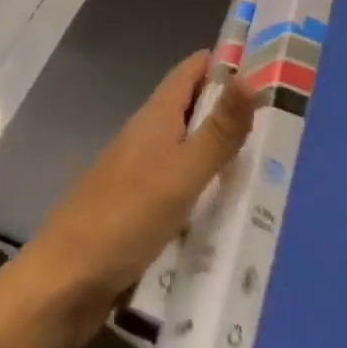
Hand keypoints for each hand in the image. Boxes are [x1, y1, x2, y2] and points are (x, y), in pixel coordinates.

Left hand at [14, 51, 253, 347]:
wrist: (62, 285)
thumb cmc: (124, 219)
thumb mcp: (182, 173)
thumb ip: (219, 130)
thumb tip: (251, 75)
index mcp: (155, 117)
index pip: (193, 70)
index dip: (227, 62)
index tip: (270, 66)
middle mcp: (147, 137)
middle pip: (193, 109)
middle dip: (232, 110)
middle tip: (284, 121)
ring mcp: (140, 175)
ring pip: (188, 151)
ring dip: (221, 153)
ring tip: (271, 166)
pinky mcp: (138, 211)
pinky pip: (181, 188)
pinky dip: (205, 190)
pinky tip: (231, 211)